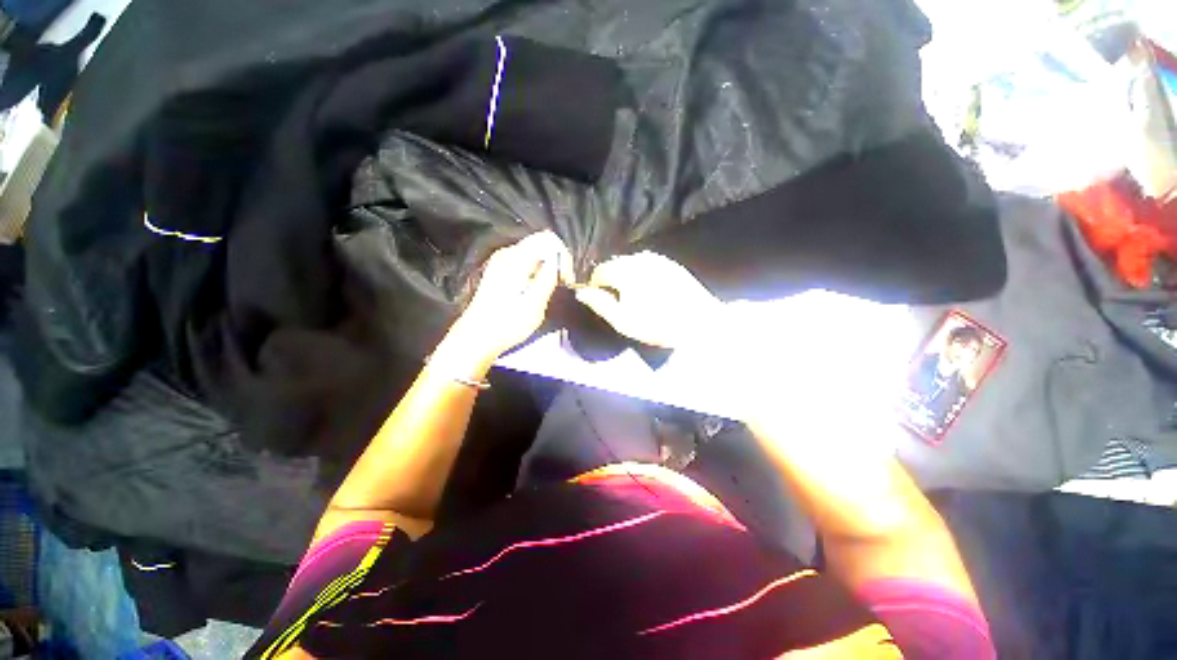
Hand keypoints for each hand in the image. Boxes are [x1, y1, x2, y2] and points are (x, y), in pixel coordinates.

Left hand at [448, 231, 572, 362]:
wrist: (477, 338)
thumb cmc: (506, 324)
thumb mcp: (533, 305)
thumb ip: (547, 279)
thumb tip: (558, 260)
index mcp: (514, 259)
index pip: (547, 239)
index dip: (562, 255)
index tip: (566, 278)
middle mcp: (507, 254)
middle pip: (541, 243)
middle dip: (556, 261)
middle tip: (562, 285)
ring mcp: (502, 262)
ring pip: (534, 253)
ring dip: (548, 268)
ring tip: (552, 289)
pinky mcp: (500, 272)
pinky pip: (526, 262)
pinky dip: (537, 272)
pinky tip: (538, 290)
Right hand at [574, 252, 723, 348]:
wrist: (701, 322)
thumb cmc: (658, 325)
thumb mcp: (624, 321)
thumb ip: (600, 304)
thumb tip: (582, 292)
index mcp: (625, 271)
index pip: (600, 271)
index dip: (596, 285)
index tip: (600, 300)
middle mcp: (639, 259)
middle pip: (615, 264)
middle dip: (610, 279)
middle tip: (616, 301)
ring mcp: (657, 259)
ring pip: (631, 263)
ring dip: (625, 275)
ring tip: (632, 296)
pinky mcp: (670, 264)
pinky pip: (647, 265)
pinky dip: (641, 274)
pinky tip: (649, 290)